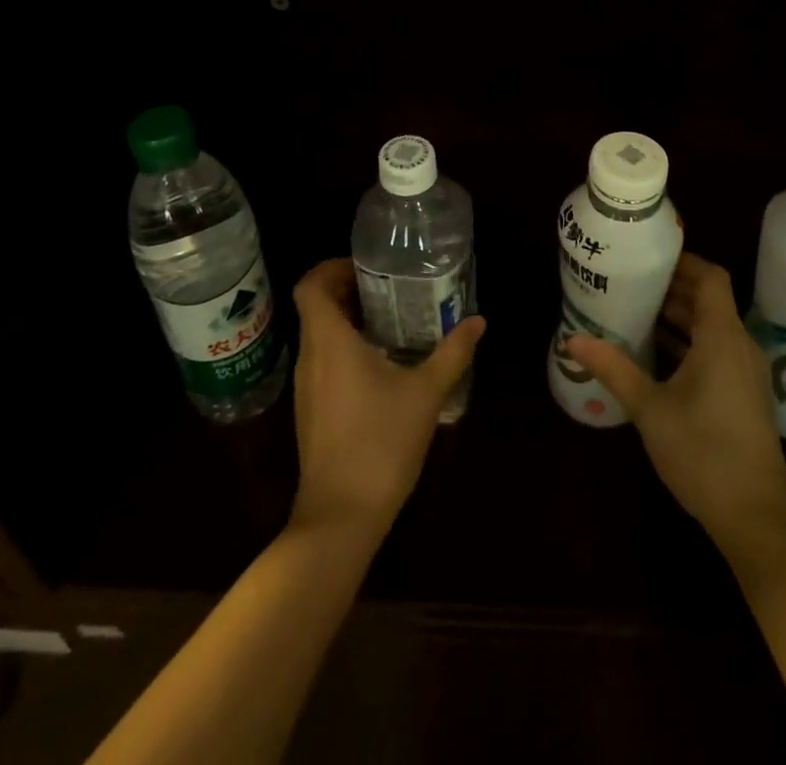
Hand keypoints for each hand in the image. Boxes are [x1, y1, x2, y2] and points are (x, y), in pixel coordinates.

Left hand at [289, 258, 485, 539]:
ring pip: (319, 335)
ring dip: (348, 320)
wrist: (340, 518)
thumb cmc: (380, 443)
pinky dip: (345, 348)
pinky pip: (323, 361)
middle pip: (315, 307)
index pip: (310, 286)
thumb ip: (453, 352)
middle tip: (390, 287)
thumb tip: (478, 321)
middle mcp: (310, 357)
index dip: (332, 267)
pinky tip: (382, 364)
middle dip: (348, 290)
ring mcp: (306, 387)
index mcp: (329, 342)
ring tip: (392, 320)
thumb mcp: (426, 393)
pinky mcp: (311, 410)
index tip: (366, 267)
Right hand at [565, 253, 785, 550]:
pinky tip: (654, 356)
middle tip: (630, 282)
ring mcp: (745, 372)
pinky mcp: (743, 395)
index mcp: (722, 336)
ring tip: (635, 312)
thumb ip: (614, 368)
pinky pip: (715, 351)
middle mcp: (739, 345)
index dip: (683, 261)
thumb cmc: (703, 451)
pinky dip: (688, 343)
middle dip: (671, 288)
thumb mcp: (650, 408)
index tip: (648, 257)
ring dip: (678, 318)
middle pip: (709, 300)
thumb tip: (572, 340)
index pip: (710, 277)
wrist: (756, 516)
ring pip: (711, 328)